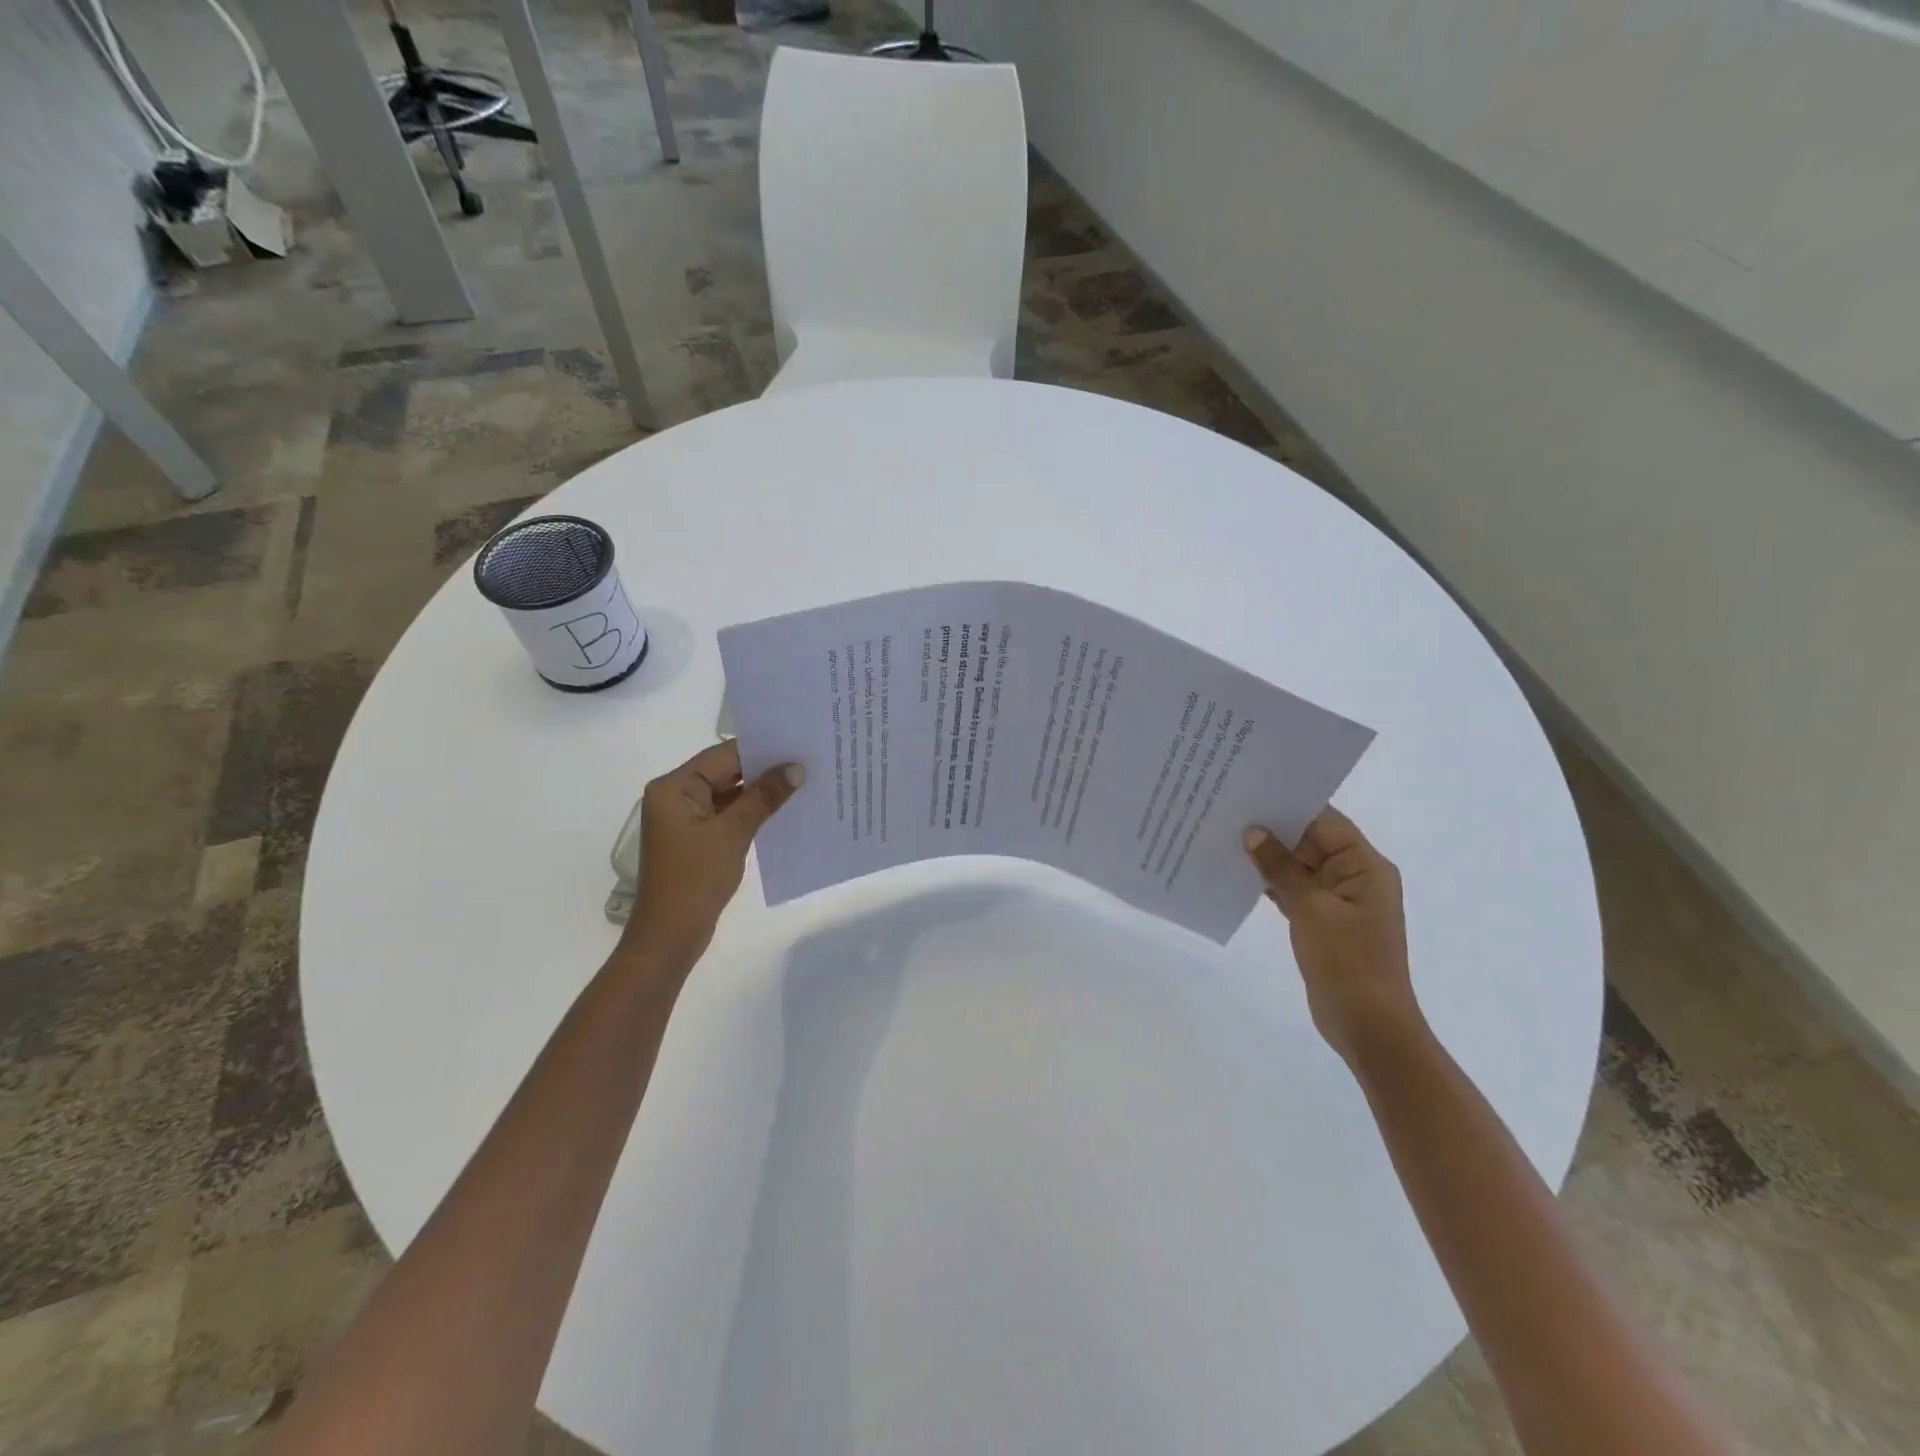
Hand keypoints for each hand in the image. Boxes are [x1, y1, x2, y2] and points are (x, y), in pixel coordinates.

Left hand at [617, 740, 803, 972]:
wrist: (669, 938)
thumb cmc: (695, 880)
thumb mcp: (732, 834)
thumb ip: (764, 797)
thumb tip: (796, 767)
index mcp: (674, 787)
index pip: (723, 755)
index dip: (761, 749)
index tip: (798, 743)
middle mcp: (676, 796)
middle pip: (726, 772)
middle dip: (764, 770)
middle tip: (808, 761)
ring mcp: (686, 819)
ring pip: (730, 794)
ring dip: (761, 792)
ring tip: (804, 782)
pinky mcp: (697, 839)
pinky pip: (728, 815)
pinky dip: (752, 813)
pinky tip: (784, 811)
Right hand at [1243, 808, 1422, 1066]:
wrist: (1369, 1025)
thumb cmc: (1347, 961)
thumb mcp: (1311, 909)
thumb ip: (1281, 868)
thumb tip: (1253, 832)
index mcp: (1365, 866)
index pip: (1325, 820)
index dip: (1289, 805)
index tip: (1250, 791)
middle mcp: (1355, 876)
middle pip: (1311, 840)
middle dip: (1273, 829)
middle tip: (1228, 811)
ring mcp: (1340, 900)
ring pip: (1300, 866)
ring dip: (1269, 857)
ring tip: (1225, 837)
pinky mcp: (1324, 921)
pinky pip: (1295, 890)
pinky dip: (1272, 883)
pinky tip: (1239, 874)